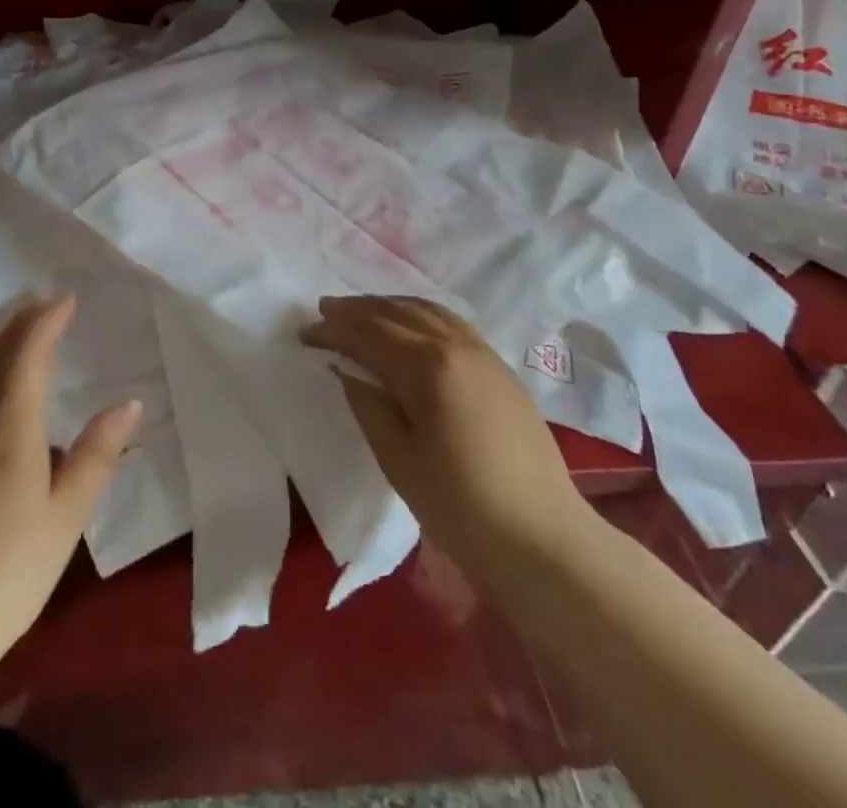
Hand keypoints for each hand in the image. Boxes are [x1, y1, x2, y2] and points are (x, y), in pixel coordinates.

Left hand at [0, 295, 140, 672]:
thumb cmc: (9, 573)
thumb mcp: (66, 518)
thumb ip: (97, 455)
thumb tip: (130, 404)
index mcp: (10, 428)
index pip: (28, 353)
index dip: (47, 320)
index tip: (67, 299)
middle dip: (16, 316)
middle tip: (39, 300)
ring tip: (6, 324)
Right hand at [303, 296, 594, 576]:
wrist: (543, 539)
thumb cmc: (461, 506)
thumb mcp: (398, 459)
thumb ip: (368, 405)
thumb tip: (346, 370)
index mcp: (428, 366)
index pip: (369, 334)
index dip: (333, 330)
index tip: (304, 333)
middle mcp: (456, 345)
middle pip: (396, 313)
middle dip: (356, 310)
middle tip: (323, 311)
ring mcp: (483, 353)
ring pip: (426, 310)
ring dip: (388, 306)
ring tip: (360, 311)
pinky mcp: (499, 367)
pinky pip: (450, 323)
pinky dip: (419, 315)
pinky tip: (408, 326)